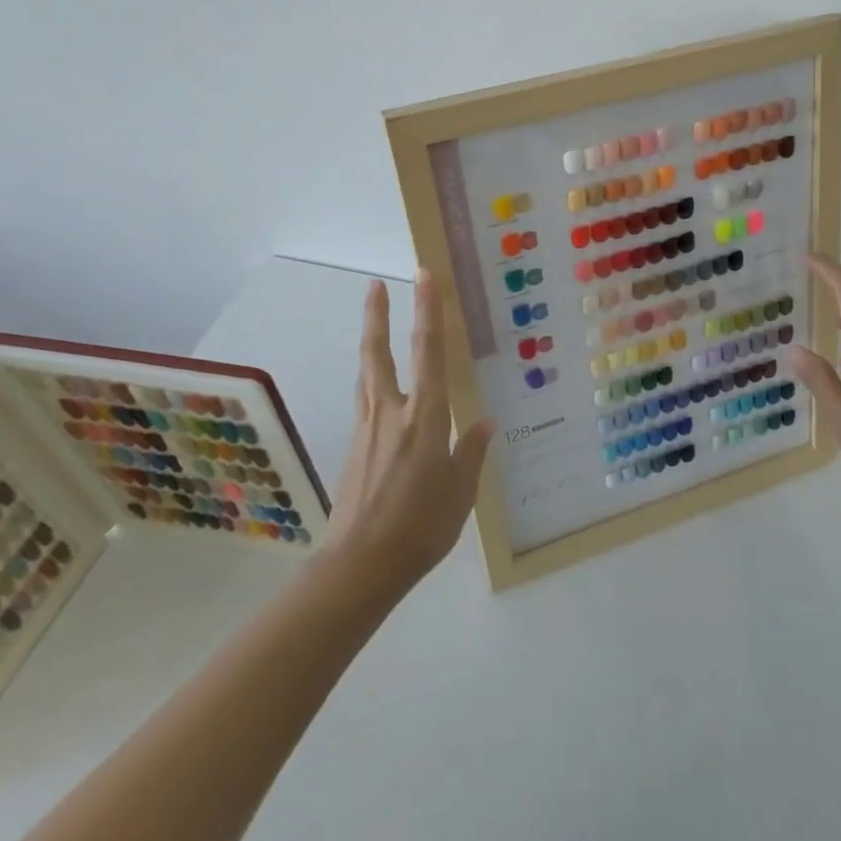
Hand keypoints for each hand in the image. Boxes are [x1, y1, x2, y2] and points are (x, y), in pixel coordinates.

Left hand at [327, 271, 493, 597]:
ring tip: (373, 322)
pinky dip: (371, 380)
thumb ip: (471, 451)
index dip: (427, 310)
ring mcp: (367, 428)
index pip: (426, 351)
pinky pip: (365, 400)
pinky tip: (378, 389)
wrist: (360, 565)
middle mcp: (391, 412)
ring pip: (366, 373)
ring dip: (369, 342)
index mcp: (424, 416)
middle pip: (378, 352)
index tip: (423, 275)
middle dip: (377, 316)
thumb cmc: (420, 526)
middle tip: (374, 285)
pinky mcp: (355, 447)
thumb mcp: (460, 491)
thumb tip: (485, 422)